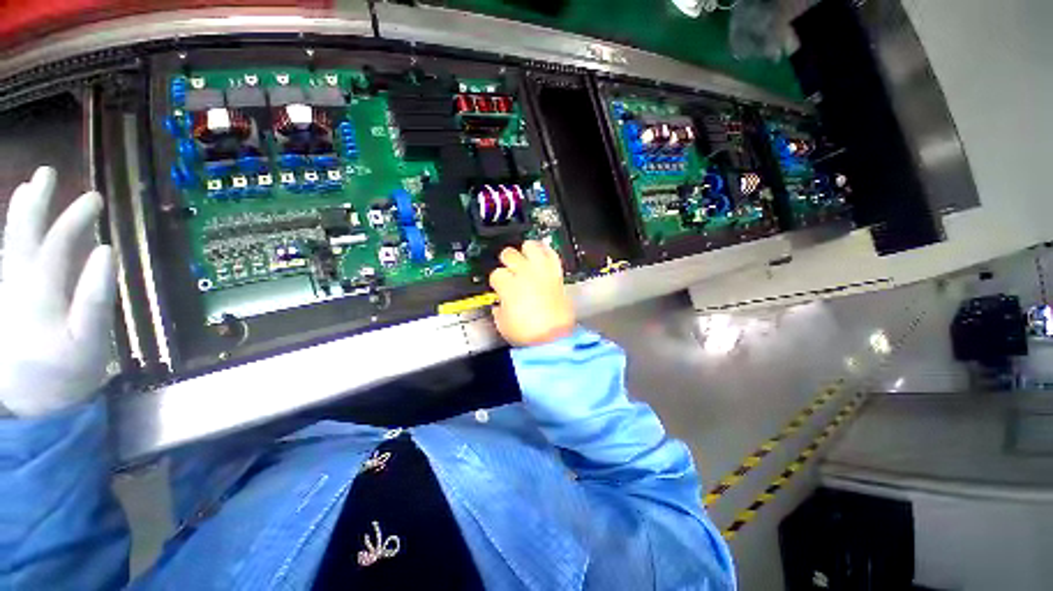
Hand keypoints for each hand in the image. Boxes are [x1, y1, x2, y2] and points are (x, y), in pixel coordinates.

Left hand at [0, 167, 116, 416]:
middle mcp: (15, 285)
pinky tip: (16, 231)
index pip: (55, 245)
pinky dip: (11, 238)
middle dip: (34, 203)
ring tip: (28, 189)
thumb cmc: (66, 374)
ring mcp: (6, 293)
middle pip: (21, 236)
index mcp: (39, 293)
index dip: (74, 219)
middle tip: (47, 173)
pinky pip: (5, 261)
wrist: (30, 405)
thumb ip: (95, 297)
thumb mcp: (89, 341)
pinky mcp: (4, 303)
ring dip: (19, 215)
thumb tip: (106, 251)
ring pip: (8, 245)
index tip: (95, 199)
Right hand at [488, 240, 574, 346]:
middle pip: (510, 254)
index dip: (497, 281)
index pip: (496, 273)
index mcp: (508, 285)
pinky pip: (552, 255)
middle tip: (509, 269)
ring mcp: (541, 272)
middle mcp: (524, 274)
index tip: (499, 287)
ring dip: (526, 250)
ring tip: (525, 255)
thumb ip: (499, 311)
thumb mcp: (504, 325)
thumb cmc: (530, 334)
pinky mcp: (556, 275)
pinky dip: (547, 251)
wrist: (555, 338)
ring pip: (531, 246)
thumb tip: (499, 306)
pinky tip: (542, 252)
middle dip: (507, 261)